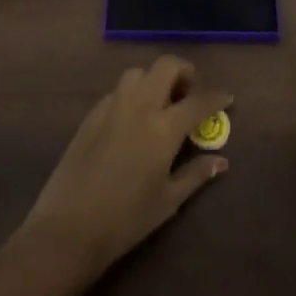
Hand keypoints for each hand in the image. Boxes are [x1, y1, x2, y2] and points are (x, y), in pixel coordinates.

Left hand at [19, 55, 231, 280]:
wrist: (67, 229)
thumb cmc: (125, 220)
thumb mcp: (168, 201)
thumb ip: (196, 175)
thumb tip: (221, 161)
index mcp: (162, 128)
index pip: (197, 101)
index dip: (216, 97)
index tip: (227, 98)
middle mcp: (138, 107)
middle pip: (165, 67)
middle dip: (184, 72)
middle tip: (190, 93)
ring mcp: (111, 108)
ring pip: (137, 73)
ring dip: (154, 79)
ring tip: (161, 103)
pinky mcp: (90, 117)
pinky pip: (116, 91)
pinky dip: (132, 94)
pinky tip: (133, 119)